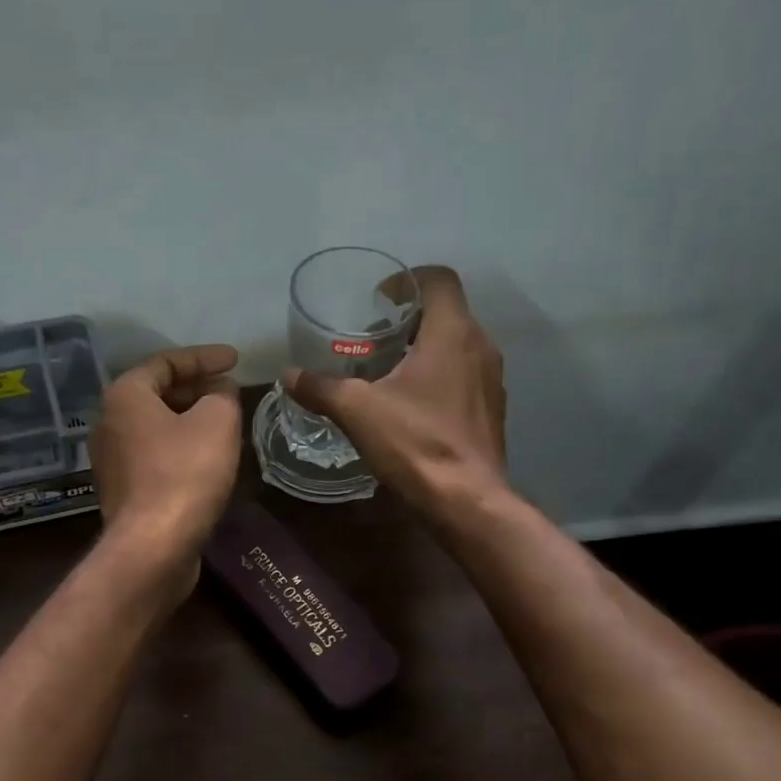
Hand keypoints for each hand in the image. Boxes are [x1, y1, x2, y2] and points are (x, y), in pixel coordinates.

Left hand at [91, 344, 241, 586]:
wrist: (153, 547)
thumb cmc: (185, 474)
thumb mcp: (217, 421)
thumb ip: (222, 395)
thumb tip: (220, 390)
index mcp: (124, 396)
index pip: (166, 362)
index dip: (205, 357)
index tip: (236, 360)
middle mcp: (109, 423)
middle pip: (157, 394)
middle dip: (197, 390)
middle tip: (231, 392)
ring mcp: (112, 461)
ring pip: (157, 428)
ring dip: (190, 422)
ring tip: (225, 423)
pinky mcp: (124, 493)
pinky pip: (155, 457)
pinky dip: (181, 450)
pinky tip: (208, 460)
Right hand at [284, 266, 507, 523]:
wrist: (466, 501)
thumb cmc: (415, 443)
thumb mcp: (358, 412)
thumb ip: (322, 388)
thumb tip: (289, 375)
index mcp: (453, 332)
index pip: (439, 279)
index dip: (408, 279)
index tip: (379, 299)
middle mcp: (480, 346)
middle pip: (447, 313)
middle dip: (410, 319)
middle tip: (373, 338)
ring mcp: (491, 380)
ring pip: (457, 347)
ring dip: (425, 350)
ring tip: (387, 372)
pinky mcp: (491, 411)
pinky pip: (464, 377)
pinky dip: (438, 378)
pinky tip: (411, 406)